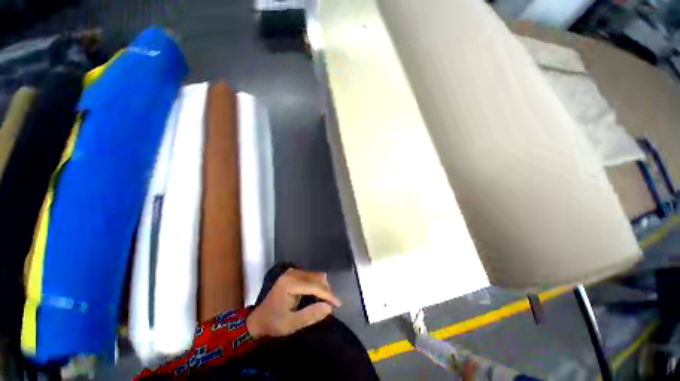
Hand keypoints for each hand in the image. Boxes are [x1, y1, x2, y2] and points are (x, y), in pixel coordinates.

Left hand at [246, 269, 341, 338]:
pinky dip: (317, 286)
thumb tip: (329, 307)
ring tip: (325, 302)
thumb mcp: (291, 325)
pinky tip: (318, 296)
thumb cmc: (273, 323)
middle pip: (316, 278)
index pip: (314, 285)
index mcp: (289, 284)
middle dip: (326, 291)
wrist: (259, 319)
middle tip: (331, 306)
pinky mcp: (294, 274)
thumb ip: (310, 315)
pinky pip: (311, 276)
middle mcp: (292, 273)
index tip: (338, 304)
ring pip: (316, 276)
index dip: (327, 294)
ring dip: (323, 288)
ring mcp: (293, 272)